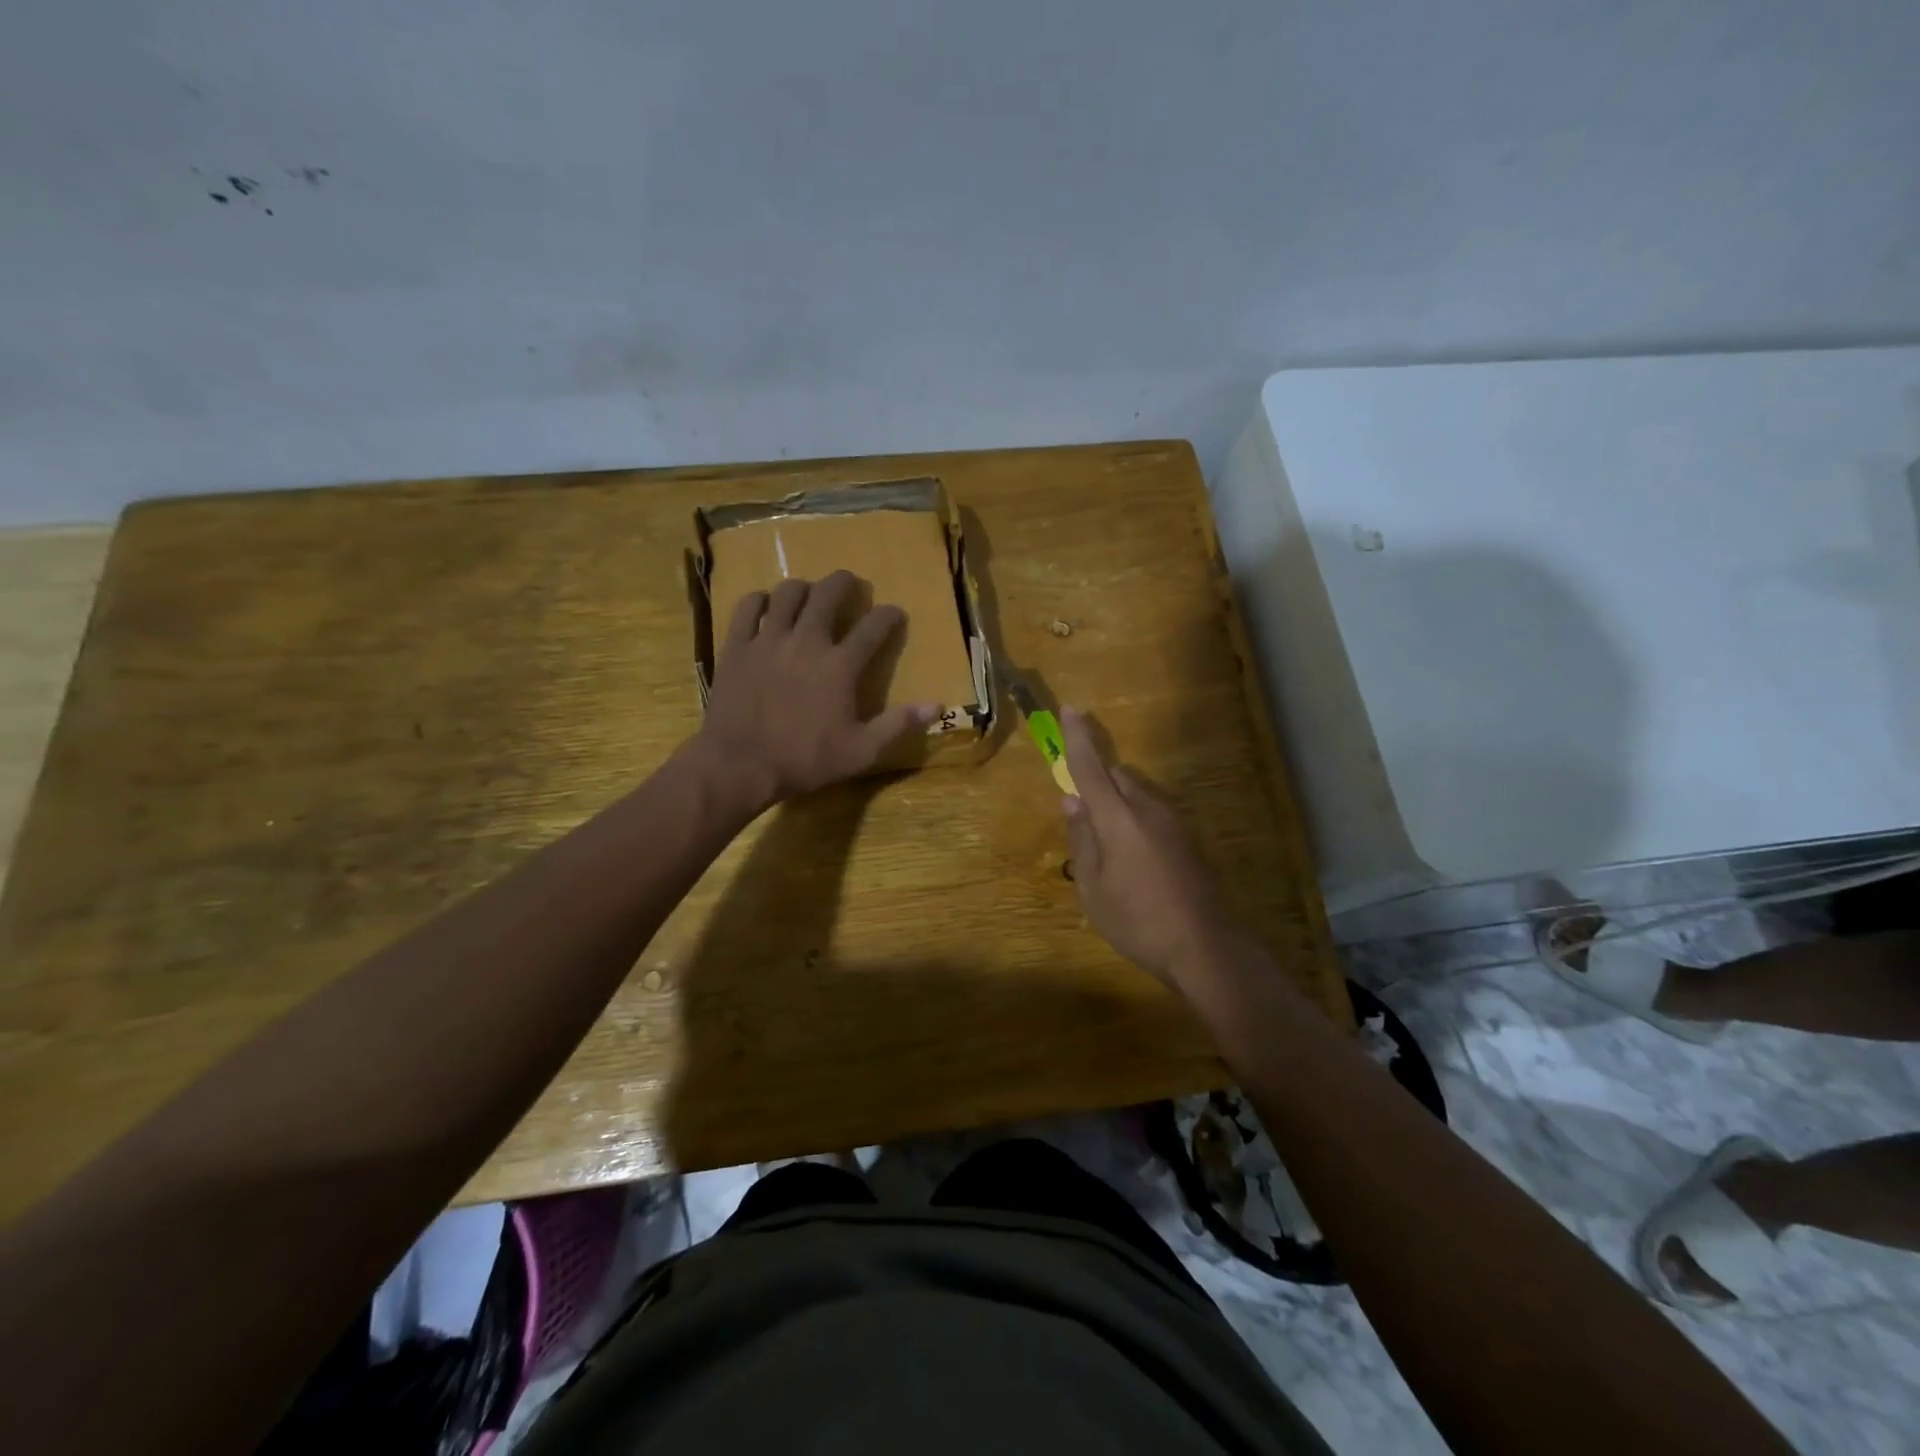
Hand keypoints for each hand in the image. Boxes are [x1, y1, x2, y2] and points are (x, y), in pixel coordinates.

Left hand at [696, 571, 939, 810]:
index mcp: (840, 665)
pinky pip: (747, 607)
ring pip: (788, 593)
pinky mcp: (737, 646)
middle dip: (845, 583)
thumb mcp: (861, 751)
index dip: (889, 615)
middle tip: (850, 585)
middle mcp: (807, 641)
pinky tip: (765, 607)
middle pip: (829, 593)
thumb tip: (937, 705)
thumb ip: (898, 725)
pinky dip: (760, 601)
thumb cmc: (804, 760)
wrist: (739, 765)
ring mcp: (768, 639)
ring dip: (804, 588)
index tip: (895, 614)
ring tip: (808, 595)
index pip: (873, 627)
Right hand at [1060, 707, 1234, 993]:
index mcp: (1119, 818)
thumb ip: (1081, 839)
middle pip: (1118, 777)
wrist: (1206, 947)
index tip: (1070, 708)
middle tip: (1084, 817)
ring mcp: (1175, 822)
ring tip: (1110, 850)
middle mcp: (1149, 809)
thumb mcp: (1093, 887)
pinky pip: (1154, 813)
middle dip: (1098, 782)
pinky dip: (1136, 820)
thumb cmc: (1137, 920)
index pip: (1091, 768)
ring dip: (1119, 804)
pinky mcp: (1189, 839)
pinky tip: (1136, 861)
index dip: (1078, 738)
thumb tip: (1071, 802)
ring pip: (1138, 794)